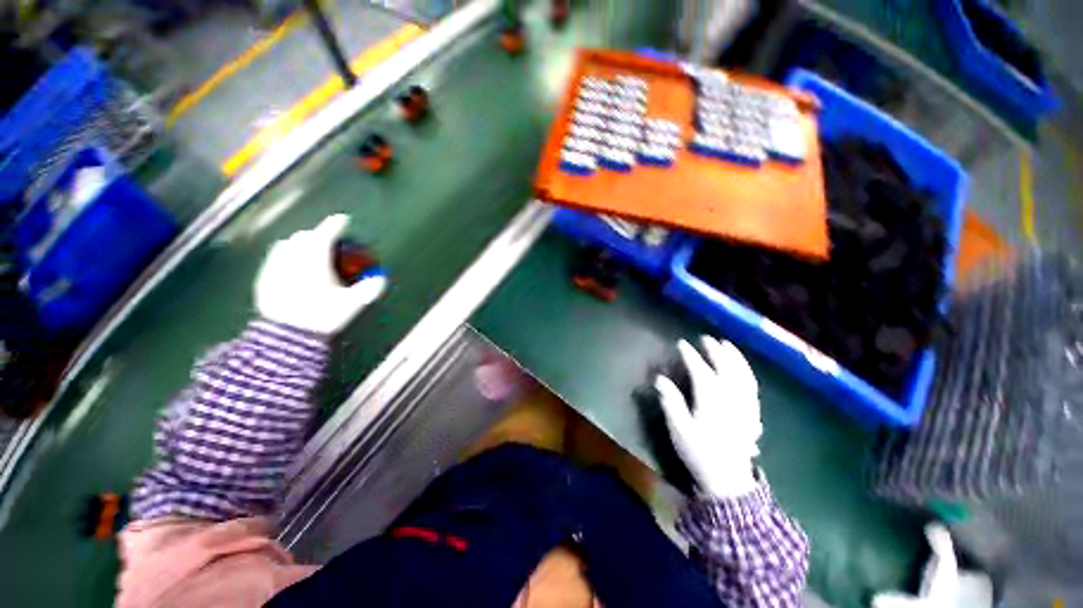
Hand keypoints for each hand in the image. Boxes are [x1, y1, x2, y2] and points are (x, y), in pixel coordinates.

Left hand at [255, 214, 385, 334]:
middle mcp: (292, 259)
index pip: (325, 235)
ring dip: (299, 244)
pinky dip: (285, 257)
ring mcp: (274, 268)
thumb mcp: (352, 304)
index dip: (335, 225)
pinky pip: (274, 260)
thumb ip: (369, 289)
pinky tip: (291, 268)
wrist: (288, 336)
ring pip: (286, 246)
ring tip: (308, 252)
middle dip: (316, 234)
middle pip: (303, 237)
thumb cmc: (323, 316)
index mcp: (314, 261)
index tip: (343, 219)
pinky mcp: (264, 280)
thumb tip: (383, 278)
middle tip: (327, 240)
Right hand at [654, 336, 761, 497]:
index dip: (690, 355)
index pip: (700, 370)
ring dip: (735, 357)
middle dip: (715, 351)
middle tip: (705, 339)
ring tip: (727, 345)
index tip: (682, 344)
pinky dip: (747, 372)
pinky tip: (742, 368)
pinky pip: (752, 386)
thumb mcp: (679, 429)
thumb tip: (659, 379)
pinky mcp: (752, 413)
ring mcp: (744, 405)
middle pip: (725, 368)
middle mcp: (731, 398)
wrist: (728, 479)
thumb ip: (671, 401)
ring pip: (742, 374)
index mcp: (711, 400)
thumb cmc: (699, 452)